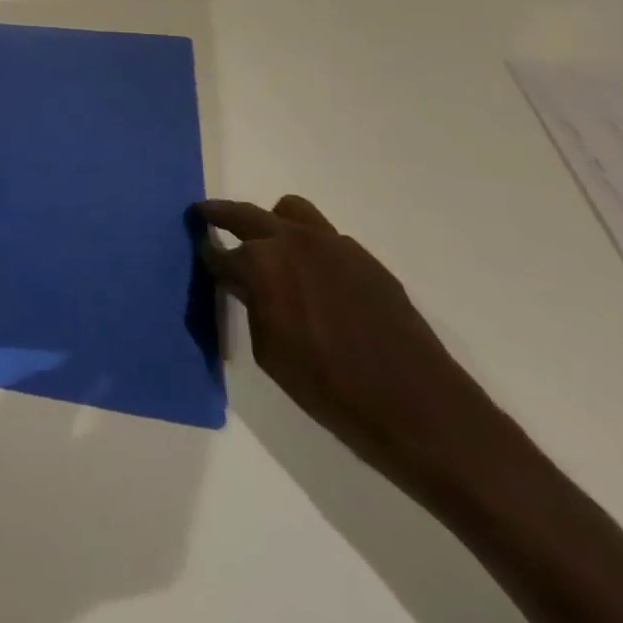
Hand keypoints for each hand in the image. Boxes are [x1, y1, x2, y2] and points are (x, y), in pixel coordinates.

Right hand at [189, 196, 513, 497]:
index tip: (201, 257)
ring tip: (268, 246)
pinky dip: (308, 245)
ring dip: (271, 222)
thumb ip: (251, 305)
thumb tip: (243, 284)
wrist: (421, 411)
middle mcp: (293, 242)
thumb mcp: (270, 353)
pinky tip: (314, 278)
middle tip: (204, 217)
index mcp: (262, 264)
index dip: (207, 256)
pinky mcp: (365, 259)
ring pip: (289, 210)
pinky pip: (325, 237)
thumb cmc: (331, 391)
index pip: (220, 252)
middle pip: (245, 214)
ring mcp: (333, 245)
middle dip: (221, 215)